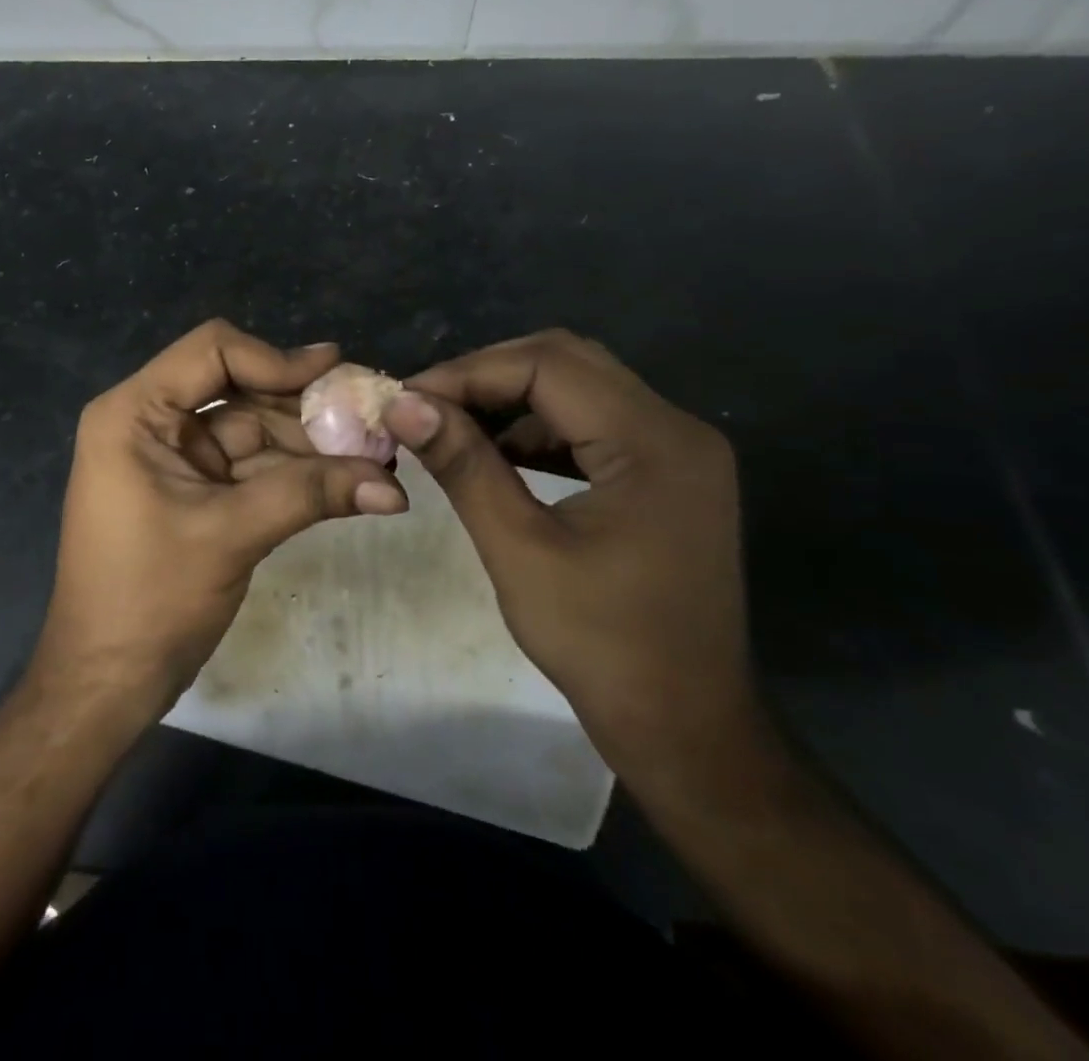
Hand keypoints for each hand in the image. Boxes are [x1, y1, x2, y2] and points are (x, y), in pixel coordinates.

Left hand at [33, 320, 407, 720]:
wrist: (106, 681)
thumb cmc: (149, 599)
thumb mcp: (230, 535)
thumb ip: (309, 495)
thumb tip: (393, 486)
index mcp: (135, 413)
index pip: (212, 352)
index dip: (276, 359)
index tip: (337, 375)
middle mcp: (152, 423)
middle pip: (240, 390)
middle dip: (305, 408)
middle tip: (372, 417)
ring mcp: (175, 458)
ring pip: (253, 431)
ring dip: (310, 445)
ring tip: (376, 455)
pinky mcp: (195, 491)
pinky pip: (251, 468)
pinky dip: (295, 475)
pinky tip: (348, 481)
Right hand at [384, 329, 757, 779]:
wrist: (685, 728)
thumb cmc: (602, 645)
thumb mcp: (519, 549)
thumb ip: (463, 465)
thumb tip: (402, 404)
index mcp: (654, 442)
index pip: (548, 366)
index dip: (468, 373)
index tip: (406, 399)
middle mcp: (676, 428)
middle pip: (567, 361)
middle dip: (486, 376)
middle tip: (424, 406)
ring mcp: (676, 449)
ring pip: (578, 386)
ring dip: (510, 397)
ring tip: (449, 425)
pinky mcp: (665, 473)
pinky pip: (592, 423)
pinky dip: (537, 427)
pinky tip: (495, 453)